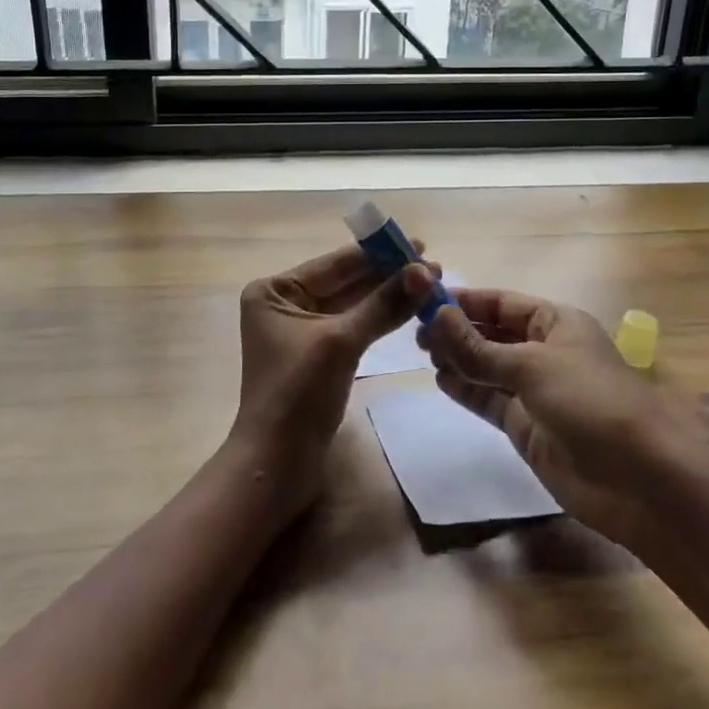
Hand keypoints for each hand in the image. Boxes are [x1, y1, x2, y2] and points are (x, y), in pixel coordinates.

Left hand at [230, 244, 436, 519]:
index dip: (377, 253)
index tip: (417, 243)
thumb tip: (424, 271)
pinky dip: (380, 319)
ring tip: (429, 284)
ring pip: (353, 304)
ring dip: (388, 296)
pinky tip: (408, 308)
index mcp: (276, 291)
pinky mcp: (319, 356)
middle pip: (345, 282)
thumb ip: (383, 305)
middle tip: (433, 266)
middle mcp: (285, 304)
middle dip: (388, 274)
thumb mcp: (341, 342)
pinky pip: (354, 326)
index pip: (335, 264)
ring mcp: (302, 331)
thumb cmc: (298, 395)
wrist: (277, 465)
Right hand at [418, 289, 698, 545]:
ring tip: (422, 353)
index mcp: (555, 322)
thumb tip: (434, 317)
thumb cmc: (591, 401)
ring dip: (457, 358)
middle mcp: (544, 351)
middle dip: (457, 329)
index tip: (424, 299)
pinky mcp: (527, 426)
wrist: (640, 480)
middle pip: (492, 332)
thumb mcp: (531, 365)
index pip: (502, 302)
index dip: (465, 300)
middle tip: (416, 331)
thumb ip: (478, 347)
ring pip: (487, 366)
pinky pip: (489, 400)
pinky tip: (440, 380)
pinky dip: (465, 389)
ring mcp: (535, 390)